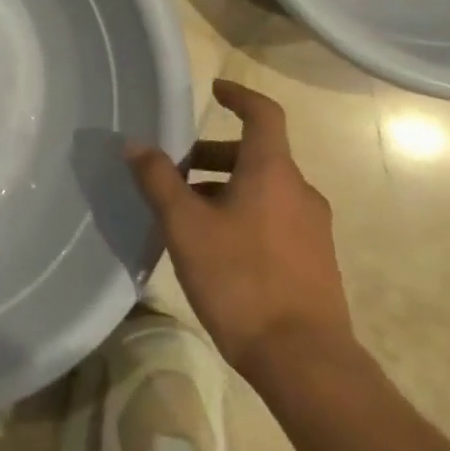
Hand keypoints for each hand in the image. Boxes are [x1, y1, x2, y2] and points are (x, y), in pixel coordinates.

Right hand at [127, 79, 355, 384]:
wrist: (304, 360)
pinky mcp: (313, 261)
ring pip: (262, 190)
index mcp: (273, 172)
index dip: (240, 96)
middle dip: (212, 156)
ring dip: (223, 189)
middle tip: (173, 171)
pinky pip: (272, 218)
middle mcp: (299, 192)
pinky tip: (213, 248)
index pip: (264, 115)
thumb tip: (136, 144)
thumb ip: (159, 180)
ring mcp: (312, 229)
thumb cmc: (241, 279)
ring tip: (184, 215)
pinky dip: (241, 214)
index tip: (214, 90)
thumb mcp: (185, 225)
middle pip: (255, 155)